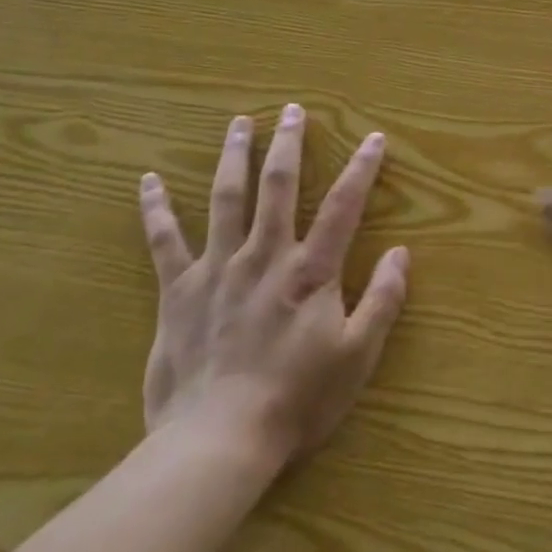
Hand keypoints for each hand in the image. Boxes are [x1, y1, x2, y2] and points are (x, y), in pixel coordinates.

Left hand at [137, 105, 408, 466]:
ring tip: (239, 122)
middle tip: (291, 110)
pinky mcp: (179, 290)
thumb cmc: (296, 401)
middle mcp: (264, 255)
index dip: (362, 168)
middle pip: (278, 186)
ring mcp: (218, 268)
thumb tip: (402, 254)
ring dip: (234, 155)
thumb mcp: (356, 357)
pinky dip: (156, 209)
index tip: (373, 137)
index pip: (343, 206)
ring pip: (226, 198)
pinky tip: (149, 181)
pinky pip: (165, 241)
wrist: (218, 441)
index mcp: (310, 271)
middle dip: (288, 144)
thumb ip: (382, 301)